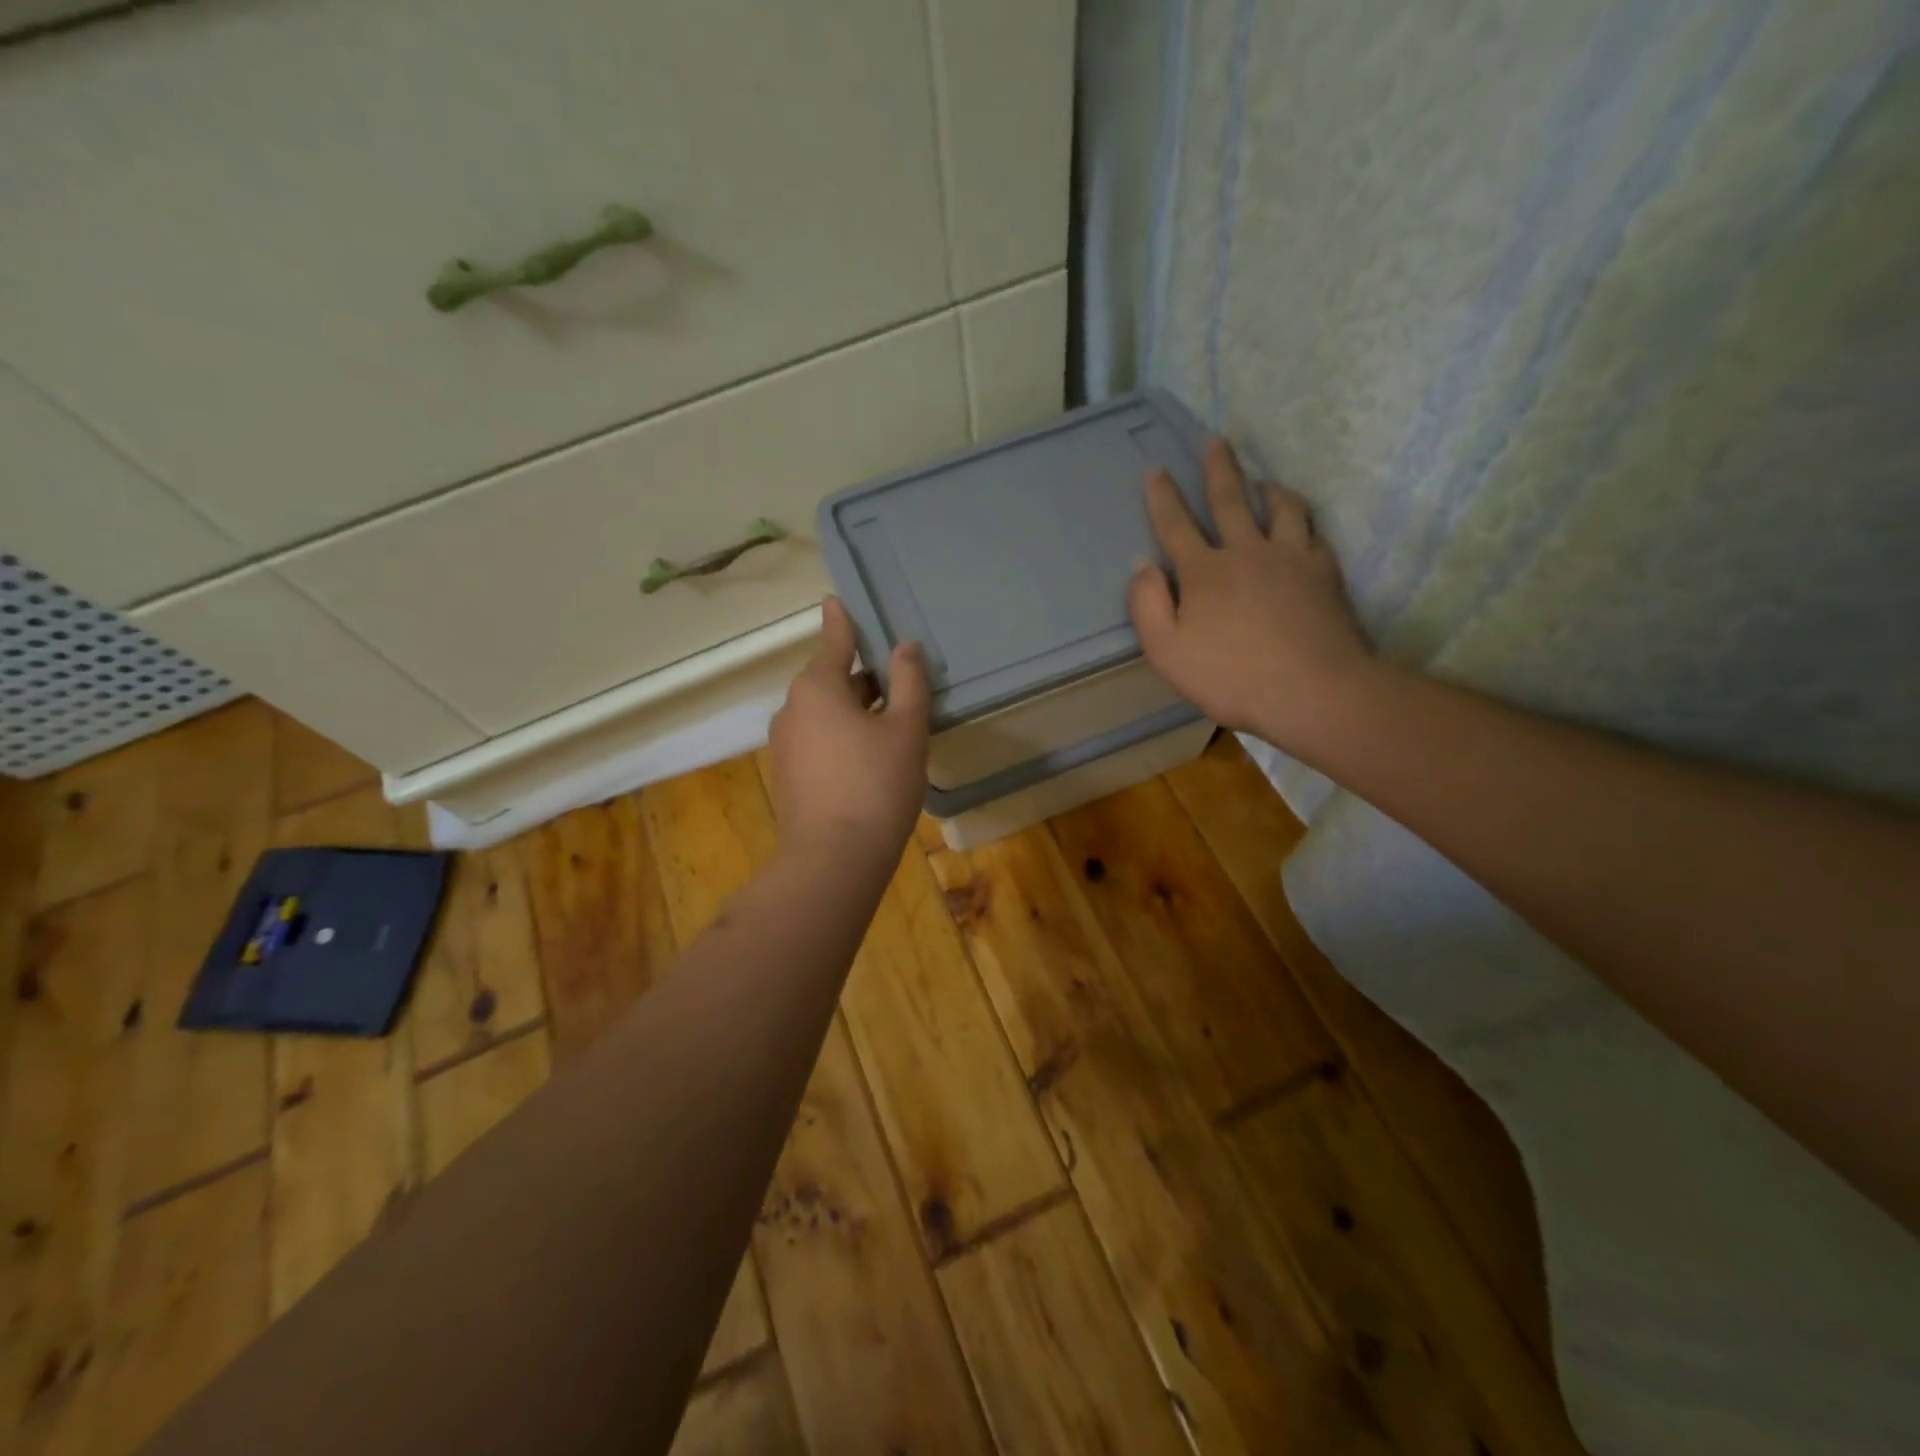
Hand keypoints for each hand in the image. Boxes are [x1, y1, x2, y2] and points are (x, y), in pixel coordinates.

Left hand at [767, 596, 929, 864]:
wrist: (833, 858)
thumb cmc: (876, 783)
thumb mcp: (906, 729)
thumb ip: (909, 682)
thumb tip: (905, 647)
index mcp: (817, 687)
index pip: (835, 641)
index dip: (843, 621)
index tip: (837, 599)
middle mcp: (792, 708)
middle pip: (831, 679)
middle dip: (863, 677)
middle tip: (899, 682)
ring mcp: (785, 744)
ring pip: (825, 712)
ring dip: (854, 710)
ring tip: (891, 723)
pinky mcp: (787, 774)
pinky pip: (817, 740)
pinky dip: (841, 736)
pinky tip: (869, 758)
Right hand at [1127, 438, 1374, 753]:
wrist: (1312, 691)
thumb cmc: (1230, 677)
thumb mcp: (1166, 651)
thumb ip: (1146, 605)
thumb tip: (1141, 565)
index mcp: (1204, 571)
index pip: (1175, 525)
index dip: (1162, 497)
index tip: (1155, 470)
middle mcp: (1246, 551)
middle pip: (1230, 499)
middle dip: (1217, 468)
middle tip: (1214, 440)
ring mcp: (1291, 557)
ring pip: (1280, 507)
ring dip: (1267, 487)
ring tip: (1263, 479)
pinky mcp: (1325, 571)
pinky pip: (1313, 531)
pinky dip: (1302, 518)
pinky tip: (1301, 522)